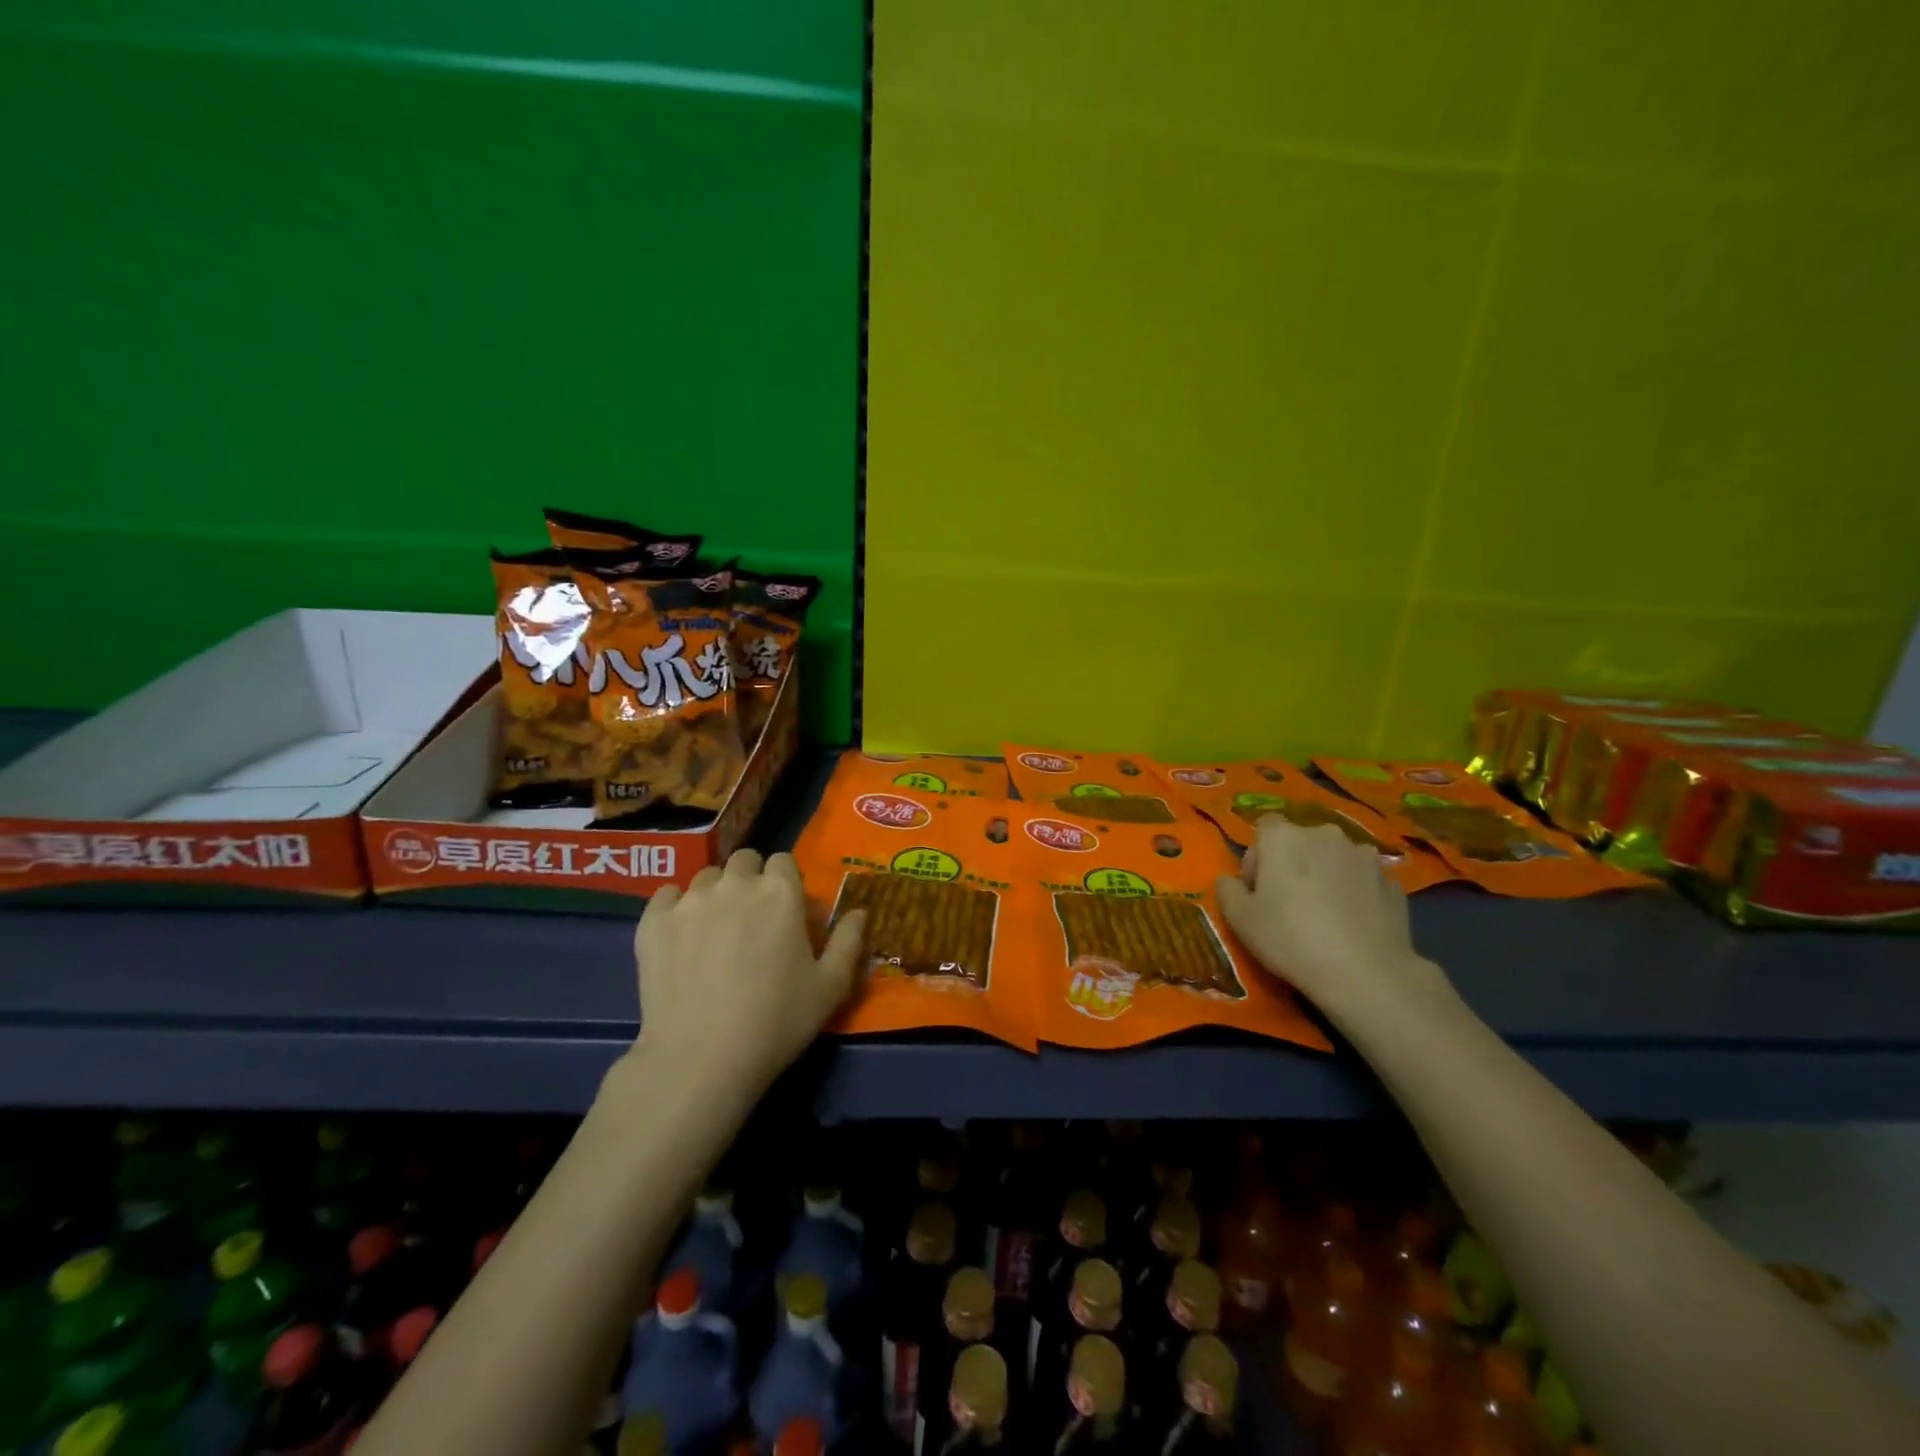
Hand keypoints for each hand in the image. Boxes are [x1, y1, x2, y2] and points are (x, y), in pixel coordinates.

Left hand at [631, 849, 865, 1098]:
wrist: (701, 1058)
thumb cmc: (776, 1022)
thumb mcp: (830, 988)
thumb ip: (850, 942)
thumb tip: (860, 912)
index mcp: (781, 892)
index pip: (784, 862)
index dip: (786, 883)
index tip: (785, 911)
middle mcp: (736, 884)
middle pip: (744, 861)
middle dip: (750, 881)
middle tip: (751, 920)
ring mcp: (690, 900)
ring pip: (706, 877)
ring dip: (715, 893)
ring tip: (714, 931)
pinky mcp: (653, 921)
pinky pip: (666, 895)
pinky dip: (675, 908)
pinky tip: (680, 937)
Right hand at [1216, 817, 1449, 1023]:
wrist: (1365, 973)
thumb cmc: (1290, 938)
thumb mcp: (1239, 919)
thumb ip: (1227, 890)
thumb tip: (1231, 881)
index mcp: (1284, 837)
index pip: (1264, 827)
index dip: (1257, 855)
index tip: (1257, 889)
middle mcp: (1325, 834)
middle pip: (1300, 841)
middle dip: (1292, 864)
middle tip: (1287, 903)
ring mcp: (1364, 856)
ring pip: (1334, 859)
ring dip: (1325, 876)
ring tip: (1325, 914)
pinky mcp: (1392, 881)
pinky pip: (1362, 880)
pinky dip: (1354, 893)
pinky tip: (1352, 925)